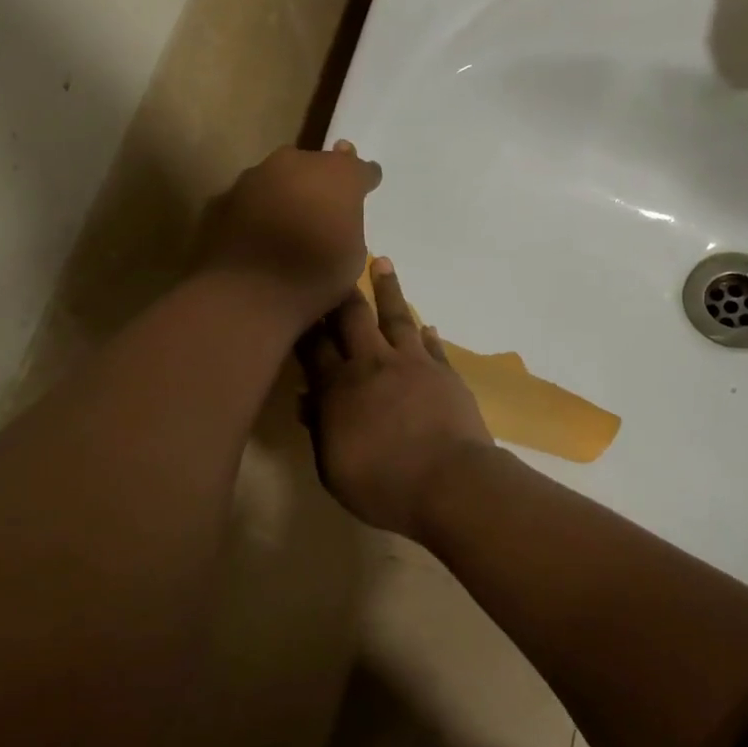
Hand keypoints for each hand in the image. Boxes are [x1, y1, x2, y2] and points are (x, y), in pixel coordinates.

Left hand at [195, 142, 381, 327]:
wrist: (247, 294)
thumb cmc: (315, 277)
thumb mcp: (354, 255)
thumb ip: (348, 224)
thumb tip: (337, 218)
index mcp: (338, 175)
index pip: (361, 169)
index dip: (365, 179)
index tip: (368, 186)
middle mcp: (296, 163)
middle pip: (316, 165)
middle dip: (322, 180)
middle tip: (325, 202)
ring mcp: (255, 176)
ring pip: (279, 177)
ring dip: (287, 192)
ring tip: (289, 220)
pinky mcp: (224, 196)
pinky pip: (250, 198)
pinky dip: (257, 210)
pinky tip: (258, 234)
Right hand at [301, 258, 494, 539]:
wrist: (449, 483)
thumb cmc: (382, 484)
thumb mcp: (333, 468)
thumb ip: (320, 430)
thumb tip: (308, 400)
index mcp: (339, 387)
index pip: (314, 346)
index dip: (305, 322)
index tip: (298, 298)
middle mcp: (373, 364)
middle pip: (353, 318)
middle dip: (341, 291)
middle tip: (336, 262)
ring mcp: (413, 364)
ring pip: (396, 317)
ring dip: (388, 289)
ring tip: (382, 262)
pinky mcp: (444, 373)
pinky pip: (432, 345)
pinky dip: (426, 333)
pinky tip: (426, 324)